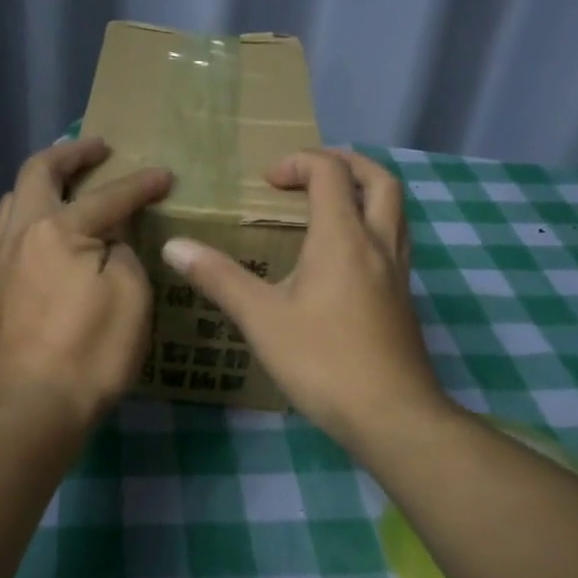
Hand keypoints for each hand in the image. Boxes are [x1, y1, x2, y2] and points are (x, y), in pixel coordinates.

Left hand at [0, 139, 173, 434]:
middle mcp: (19, 235)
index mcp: (57, 230)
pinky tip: (45, 240)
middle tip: (97, 148)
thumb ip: (121, 252)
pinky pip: (6, 237)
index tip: (164, 176)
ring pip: (11, 203)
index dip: (140, 184)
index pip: (107, 197)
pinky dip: (28, 220)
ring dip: (40, 184)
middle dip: (69, 154)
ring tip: (64, 186)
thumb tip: (108, 240)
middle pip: (37, 174)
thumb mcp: (129, 297)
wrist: (30, 409)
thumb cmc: (89, 353)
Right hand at [160, 148, 447, 454]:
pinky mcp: (403, 299)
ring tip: (328, 205)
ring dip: (364, 192)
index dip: (298, 162)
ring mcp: (398, 272)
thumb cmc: (323, 361)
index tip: (266, 181)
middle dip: (345, 163)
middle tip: (309, 172)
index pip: (329, 173)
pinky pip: (394, 241)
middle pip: (379, 180)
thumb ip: (219, 277)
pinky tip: (344, 259)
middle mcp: (378, 244)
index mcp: (342, 237)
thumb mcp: (262, 318)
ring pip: (395, 210)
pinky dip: (371, 226)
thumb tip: (174, 246)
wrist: (392, 416)